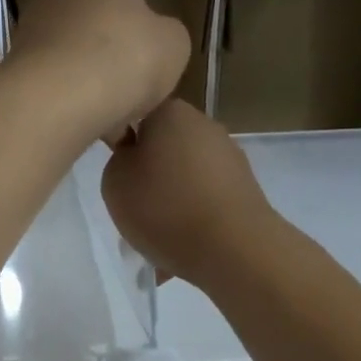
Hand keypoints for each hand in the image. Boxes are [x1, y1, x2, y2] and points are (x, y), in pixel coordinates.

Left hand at [7, 0, 189, 142]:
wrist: (56, 106)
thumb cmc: (122, 56)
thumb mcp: (169, 44)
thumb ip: (161, 34)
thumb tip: (142, 42)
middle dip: (116, 5)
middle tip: (138, 42)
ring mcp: (41, 21)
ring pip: (84, 31)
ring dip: (105, 56)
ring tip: (129, 94)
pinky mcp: (28, 62)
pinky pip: (71, 71)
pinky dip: (91, 90)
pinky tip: (105, 119)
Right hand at [101, 100, 277, 287]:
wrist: (231, 248)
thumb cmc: (163, 207)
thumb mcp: (114, 181)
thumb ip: (119, 160)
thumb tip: (135, 159)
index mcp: (171, 112)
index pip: (138, 117)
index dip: (124, 146)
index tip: (120, 176)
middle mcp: (205, 126)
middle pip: (165, 150)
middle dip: (151, 178)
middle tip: (135, 210)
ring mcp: (230, 158)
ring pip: (186, 180)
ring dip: (172, 203)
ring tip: (159, 239)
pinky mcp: (246, 189)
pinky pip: (206, 202)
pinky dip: (193, 220)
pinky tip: (183, 248)